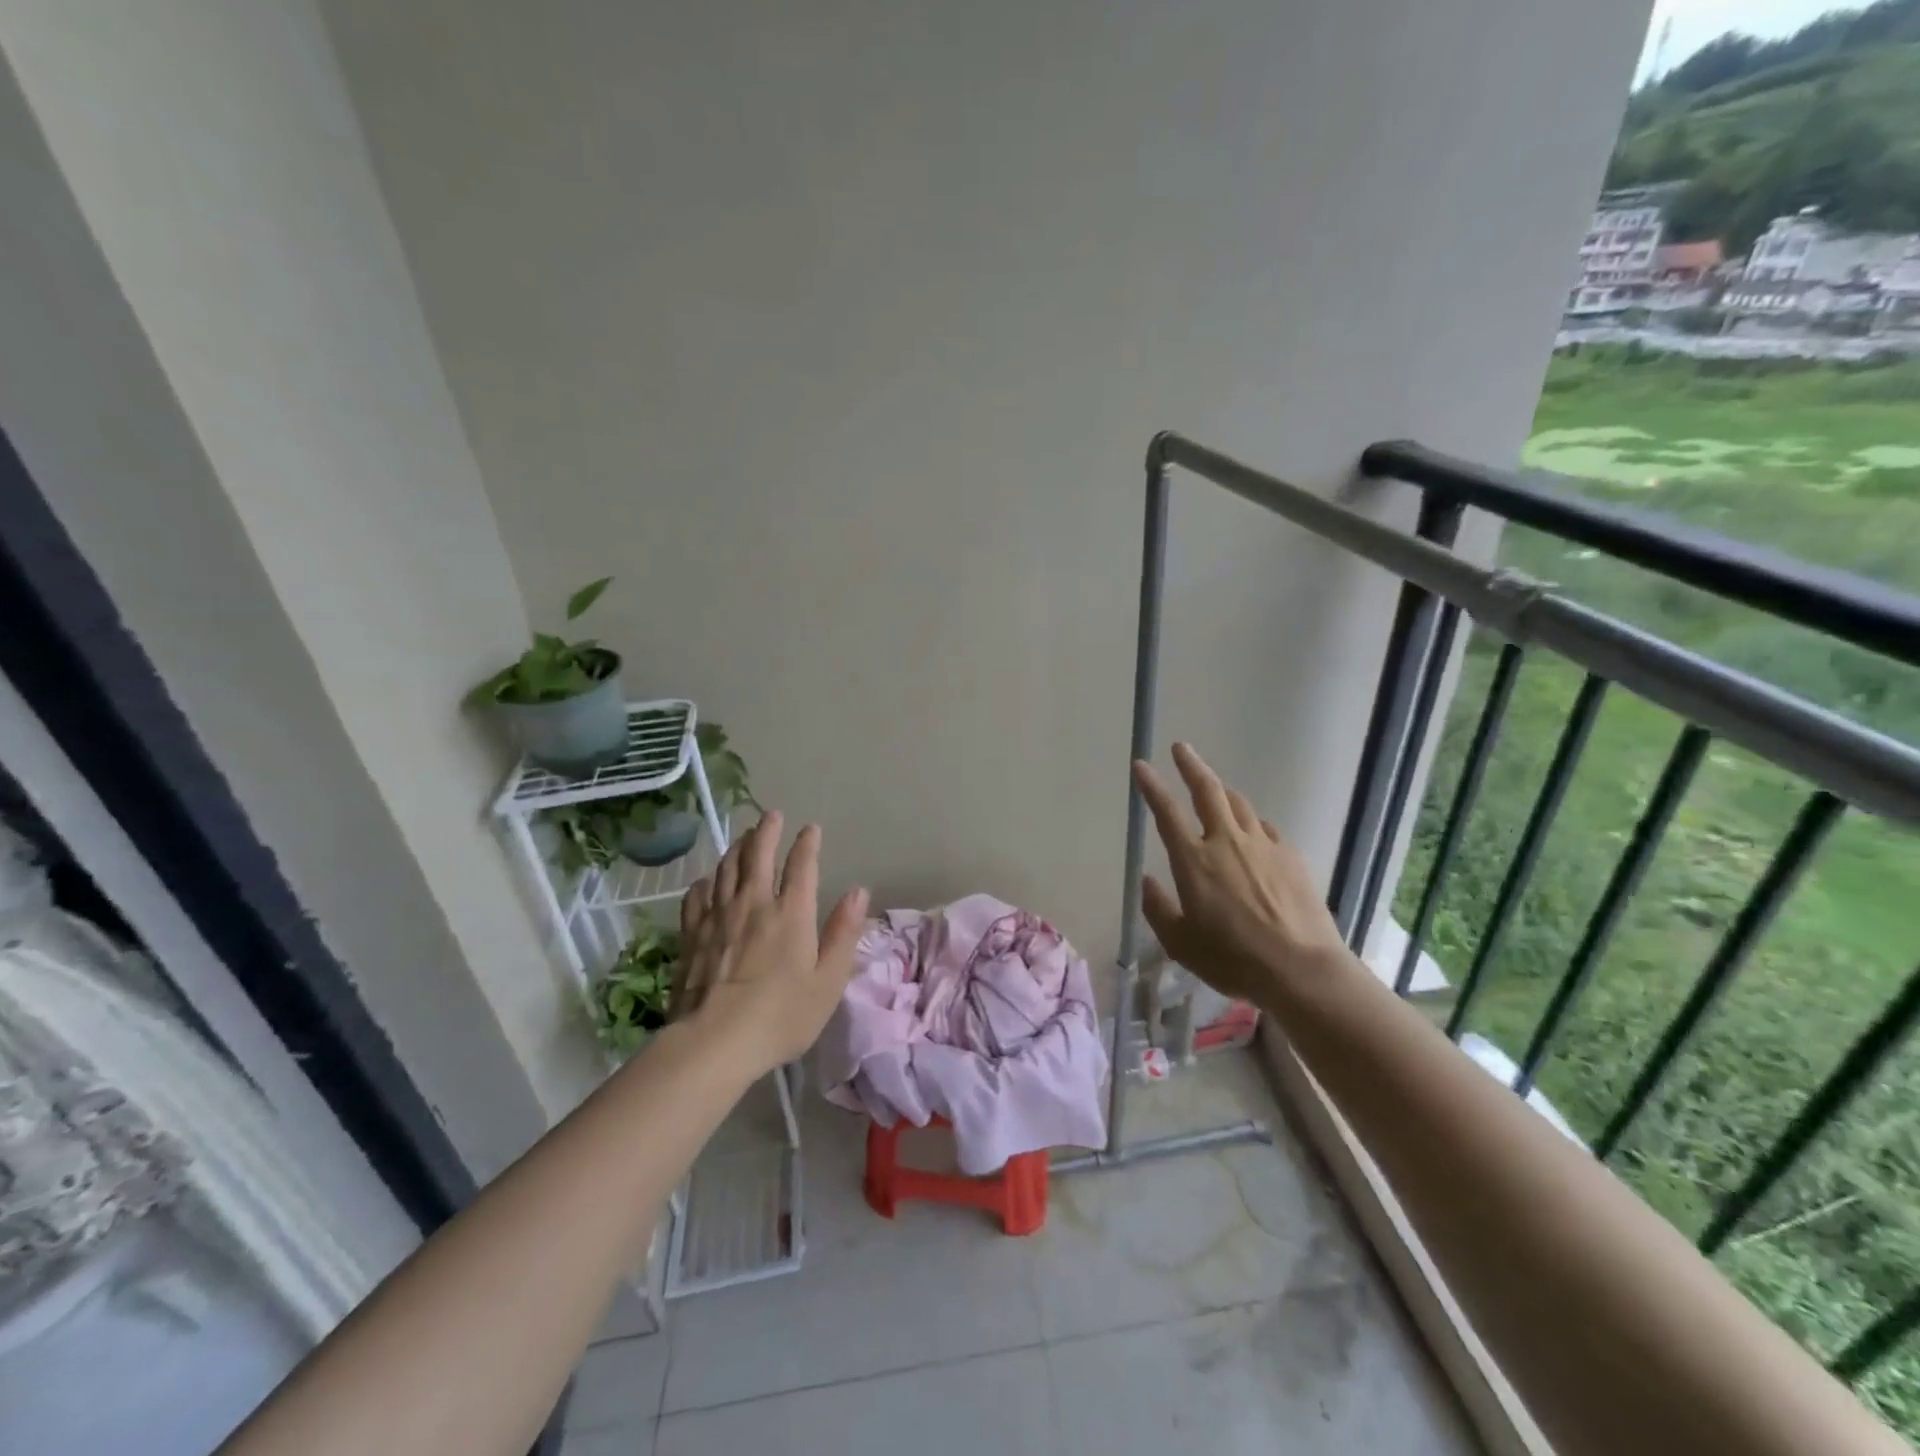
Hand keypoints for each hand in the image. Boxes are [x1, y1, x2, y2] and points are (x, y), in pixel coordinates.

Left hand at [675, 811, 869, 1071]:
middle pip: (758, 855)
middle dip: (767, 831)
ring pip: (726, 869)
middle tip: (772, 816)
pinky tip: (707, 880)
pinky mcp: (691, 934)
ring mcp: (718, 916)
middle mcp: (754, 903)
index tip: (811, 828)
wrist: (714, 1042)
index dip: (807, 843)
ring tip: (743, 838)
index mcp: (791, 913)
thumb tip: (858, 892)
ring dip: (737, 848)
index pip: (801, 865)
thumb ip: (843, 933)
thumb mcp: (828, 981)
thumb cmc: (781, 1016)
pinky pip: (697, 896)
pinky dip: (706, 881)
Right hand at [1134, 743, 1352, 1006]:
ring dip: (1222, 791)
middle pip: (1207, 790)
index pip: (1166, 811)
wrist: (1301, 969)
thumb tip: (1148, 882)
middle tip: (1181, 748)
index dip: (1151, 786)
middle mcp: (1226, 842)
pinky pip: (1266, 828)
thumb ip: (1159, 909)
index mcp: (1194, 861)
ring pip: (1239, 804)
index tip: (1141, 765)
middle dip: (1191, 765)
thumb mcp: (1181, 944)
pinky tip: (1252, 834)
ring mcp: (1263, 845)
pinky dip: (1252, 823)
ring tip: (1214, 788)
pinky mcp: (1291, 856)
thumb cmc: (1233, 959)